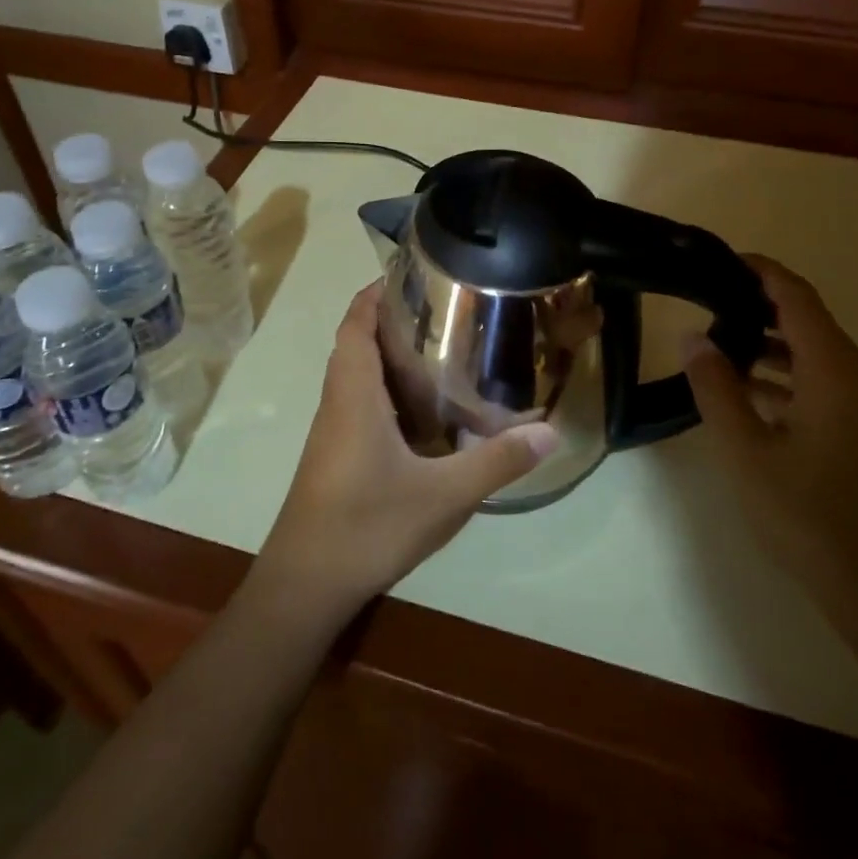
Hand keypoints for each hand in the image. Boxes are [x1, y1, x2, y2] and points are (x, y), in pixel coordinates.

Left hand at [256, 283, 557, 621]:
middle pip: (356, 343)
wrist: (306, 584)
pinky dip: (385, 389)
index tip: (412, 274)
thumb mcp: (443, 495)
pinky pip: (359, 403)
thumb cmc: (367, 526)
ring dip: (387, 355)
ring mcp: (333, 431)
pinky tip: (423, 411)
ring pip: (356, 374)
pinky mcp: (335, 455)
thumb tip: (551, 431)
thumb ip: (496, 461)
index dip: (375, 293)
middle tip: (443, 310)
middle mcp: (338, 403)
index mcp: (354, 395)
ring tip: (441, 350)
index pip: (355, 324)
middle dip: (391, 319)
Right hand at [683, 256, 857, 623]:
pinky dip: (793, 382)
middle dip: (758, 310)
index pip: (797, 297)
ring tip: (720, 351)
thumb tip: (692, 338)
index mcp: (838, 371)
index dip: (760, 271)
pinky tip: (755, 402)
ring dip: (773, 350)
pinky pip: (832, 388)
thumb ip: (716, 389)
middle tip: (706, 307)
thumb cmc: (814, 519)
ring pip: (821, 359)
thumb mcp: (747, 453)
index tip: (721, 260)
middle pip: (810, 324)